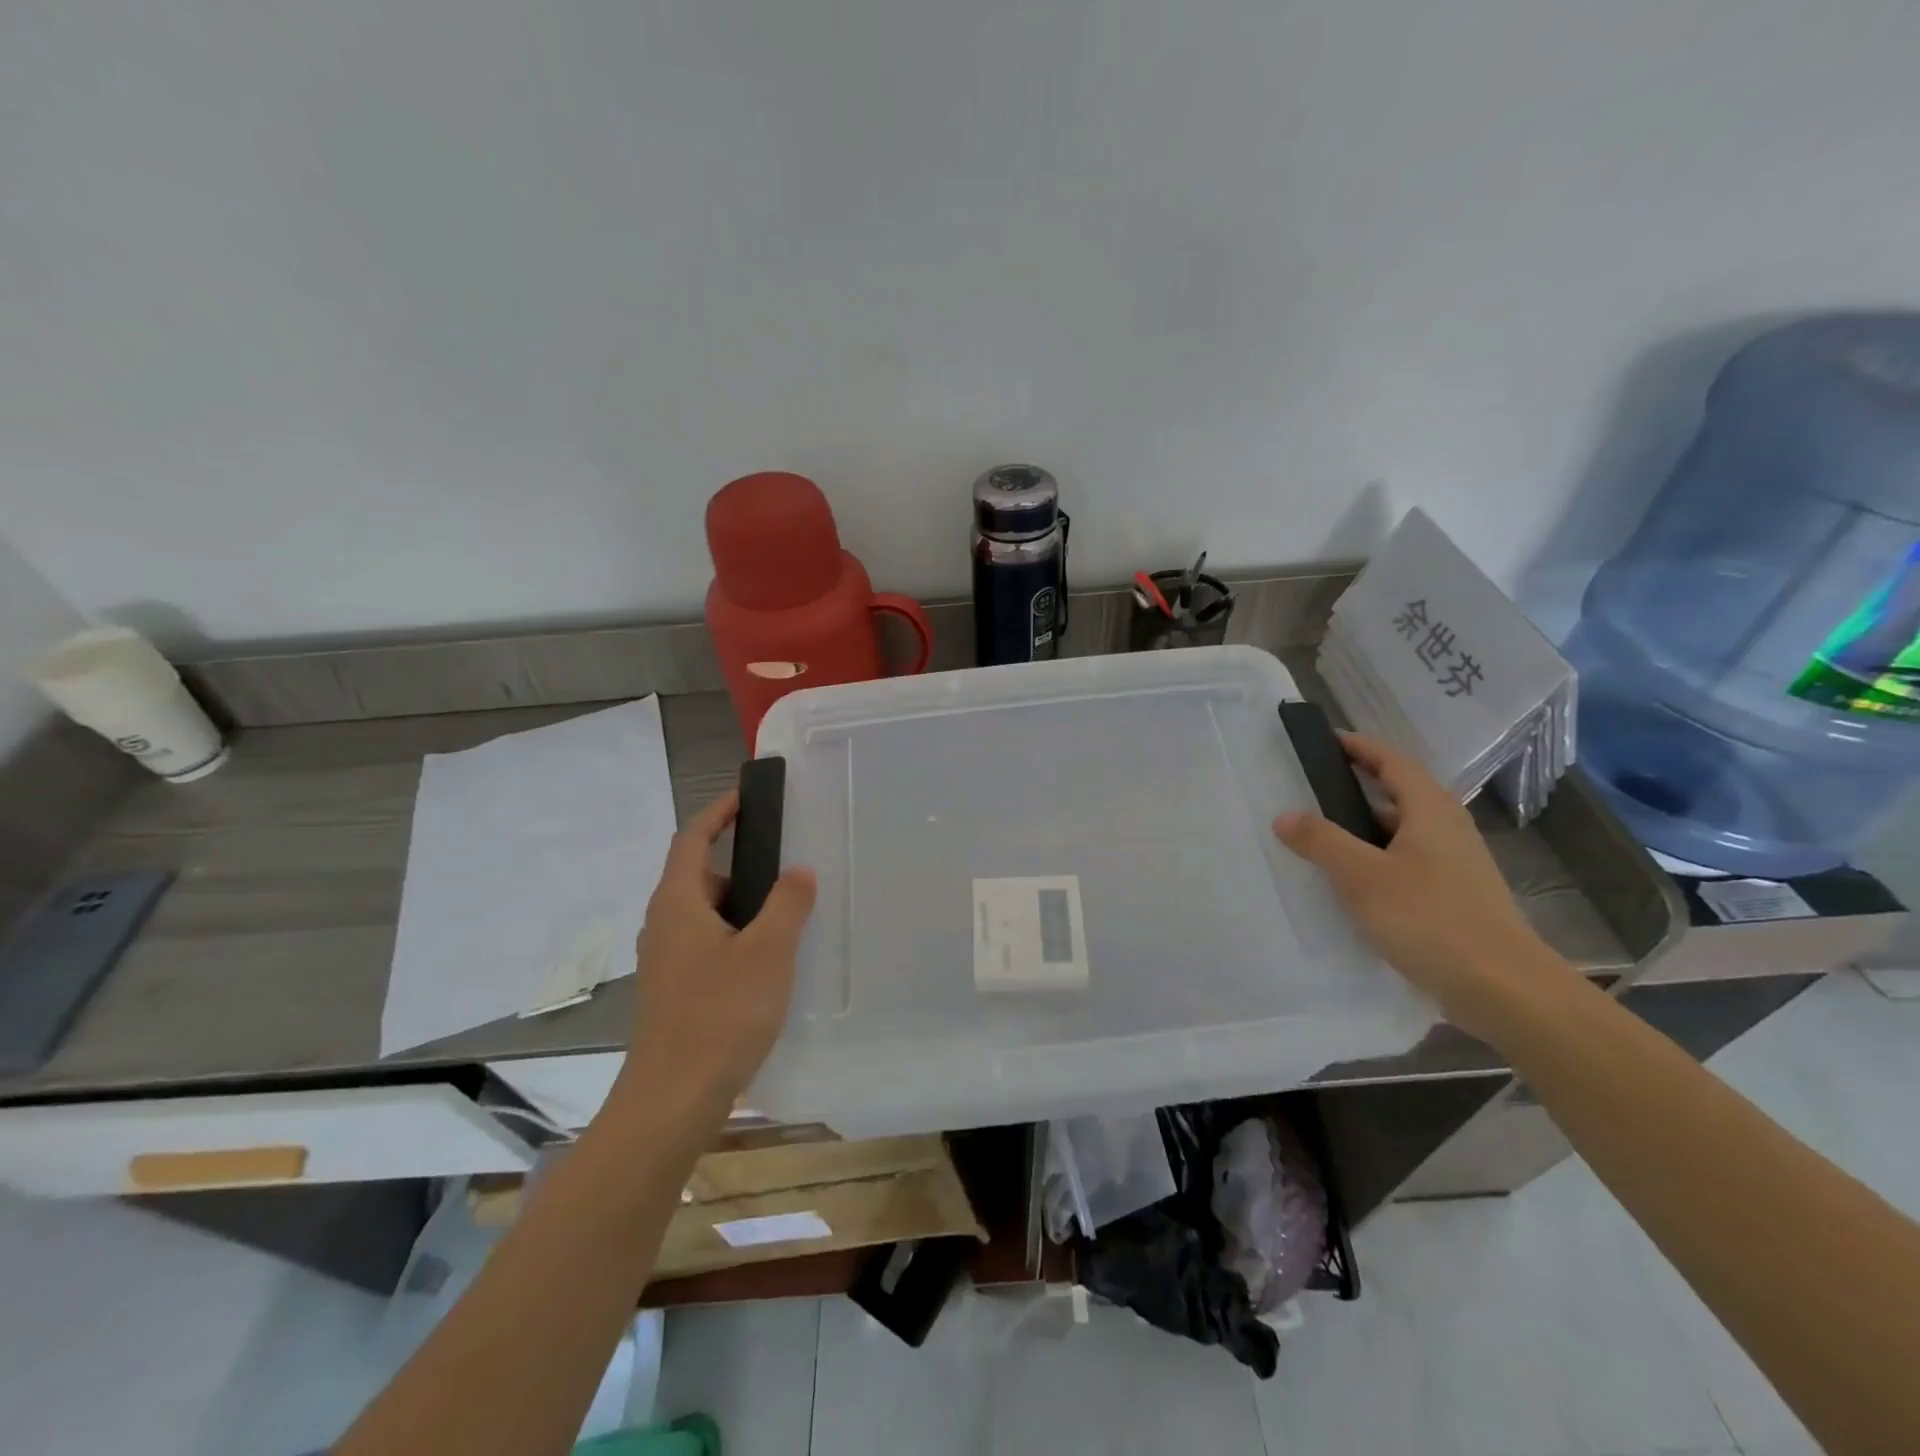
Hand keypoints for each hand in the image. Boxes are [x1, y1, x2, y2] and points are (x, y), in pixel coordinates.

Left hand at [621, 789, 816, 1114]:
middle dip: (742, 867)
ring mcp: (665, 959)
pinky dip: (736, 938)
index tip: (748, 797)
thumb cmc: (720, 1014)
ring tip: (787, 921)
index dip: (718, 812)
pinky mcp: (674, 989)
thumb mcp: (768, 952)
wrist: (673, 1099)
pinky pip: (707, 944)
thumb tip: (799, 871)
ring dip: (742, 907)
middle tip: (786, 872)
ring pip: (706, 914)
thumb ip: (788, 903)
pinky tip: (767, 966)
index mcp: (678, 902)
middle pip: (700, 875)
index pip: (692, 838)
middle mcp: (664, 924)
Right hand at [1274, 733, 1572, 1039]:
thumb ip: (1322, 842)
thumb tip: (1285, 815)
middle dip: (1358, 786)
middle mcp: (1448, 828)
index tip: (1326, 741)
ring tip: (1323, 836)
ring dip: (1365, 827)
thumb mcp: (1362, 877)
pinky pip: (1408, 861)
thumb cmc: (1430, 919)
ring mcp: (1456, 864)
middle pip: (1399, 793)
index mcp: (1430, 810)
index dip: (1360, 747)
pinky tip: (1354, 883)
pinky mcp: (1456, 896)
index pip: (1392, 761)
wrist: (1504, 989)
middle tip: (1312, 789)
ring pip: (1403, 831)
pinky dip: (1378, 859)